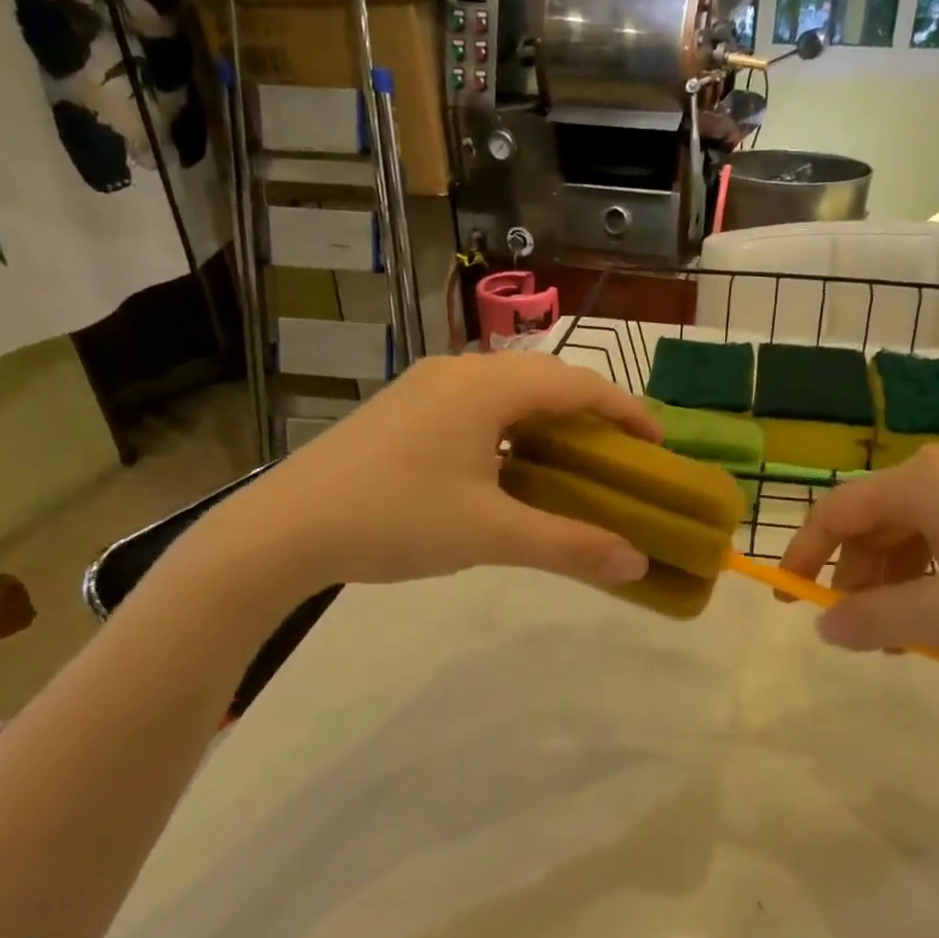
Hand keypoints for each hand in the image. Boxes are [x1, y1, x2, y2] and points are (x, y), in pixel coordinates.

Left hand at [211, 352, 659, 589]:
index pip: (576, 383)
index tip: (655, 443)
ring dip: (546, 420)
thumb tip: (637, 565)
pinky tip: (507, 468)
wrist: (283, 529)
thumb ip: (570, 546)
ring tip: (569, 461)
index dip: (624, 409)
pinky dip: (509, 429)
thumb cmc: (395, 519)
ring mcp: (423, 388)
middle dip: (588, 413)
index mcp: (485, 387)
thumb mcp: (491, 534)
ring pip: (505, 392)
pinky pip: (474, 406)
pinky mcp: (400, 410)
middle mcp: (456, 373)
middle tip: (617, 455)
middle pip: (543, 380)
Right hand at [778, 444, 938, 671]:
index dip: (803, 553)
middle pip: (877, 519)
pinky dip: (938, 569)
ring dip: (899, 579)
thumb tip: (823, 625)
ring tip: (912, 635)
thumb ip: (875, 619)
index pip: (838, 510)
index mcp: (923, 483)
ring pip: (918, 527)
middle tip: (862, 633)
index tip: (787, 596)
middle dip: (858, 577)